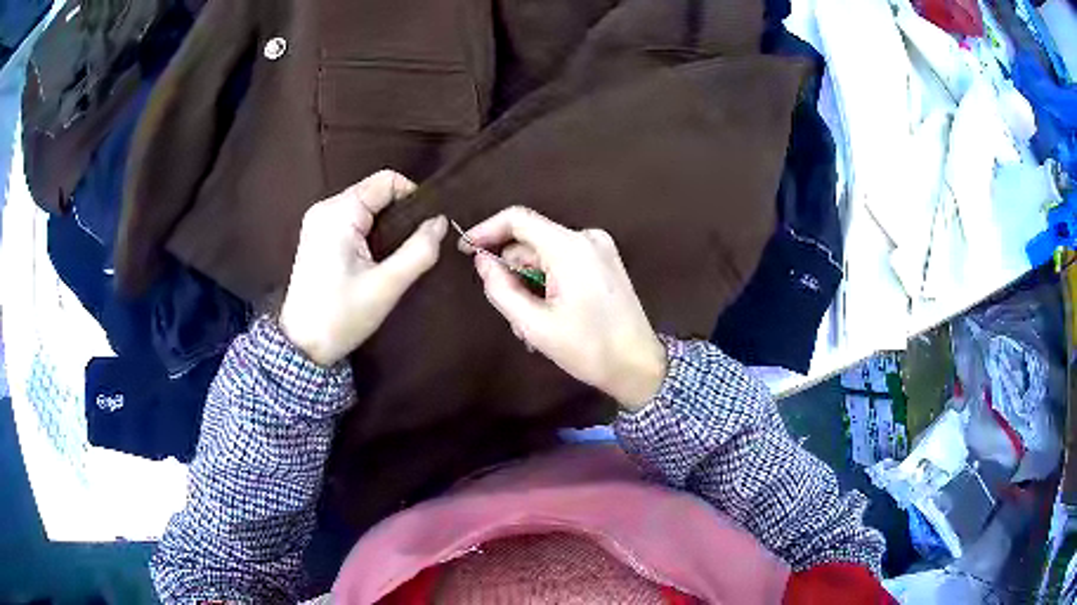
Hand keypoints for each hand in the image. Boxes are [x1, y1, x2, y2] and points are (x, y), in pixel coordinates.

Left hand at [280, 170, 447, 365]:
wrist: (303, 345)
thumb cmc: (342, 316)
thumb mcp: (386, 286)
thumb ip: (419, 250)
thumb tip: (441, 221)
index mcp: (339, 212)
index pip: (386, 180)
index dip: (413, 198)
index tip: (426, 228)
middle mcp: (326, 207)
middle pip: (375, 191)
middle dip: (400, 213)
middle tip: (412, 247)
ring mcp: (319, 220)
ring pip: (366, 206)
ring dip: (386, 225)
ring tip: (395, 256)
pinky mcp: (318, 234)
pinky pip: (353, 219)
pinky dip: (371, 232)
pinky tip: (375, 258)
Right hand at [464, 207, 666, 409]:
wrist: (639, 366)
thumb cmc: (589, 349)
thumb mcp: (535, 325)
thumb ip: (501, 289)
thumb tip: (482, 261)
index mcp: (570, 247)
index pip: (517, 219)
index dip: (486, 230)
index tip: (465, 251)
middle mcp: (586, 238)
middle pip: (530, 242)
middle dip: (512, 273)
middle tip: (511, 315)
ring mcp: (599, 248)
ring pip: (545, 255)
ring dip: (530, 284)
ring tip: (533, 326)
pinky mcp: (604, 261)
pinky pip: (562, 262)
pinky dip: (548, 284)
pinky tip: (550, 315)